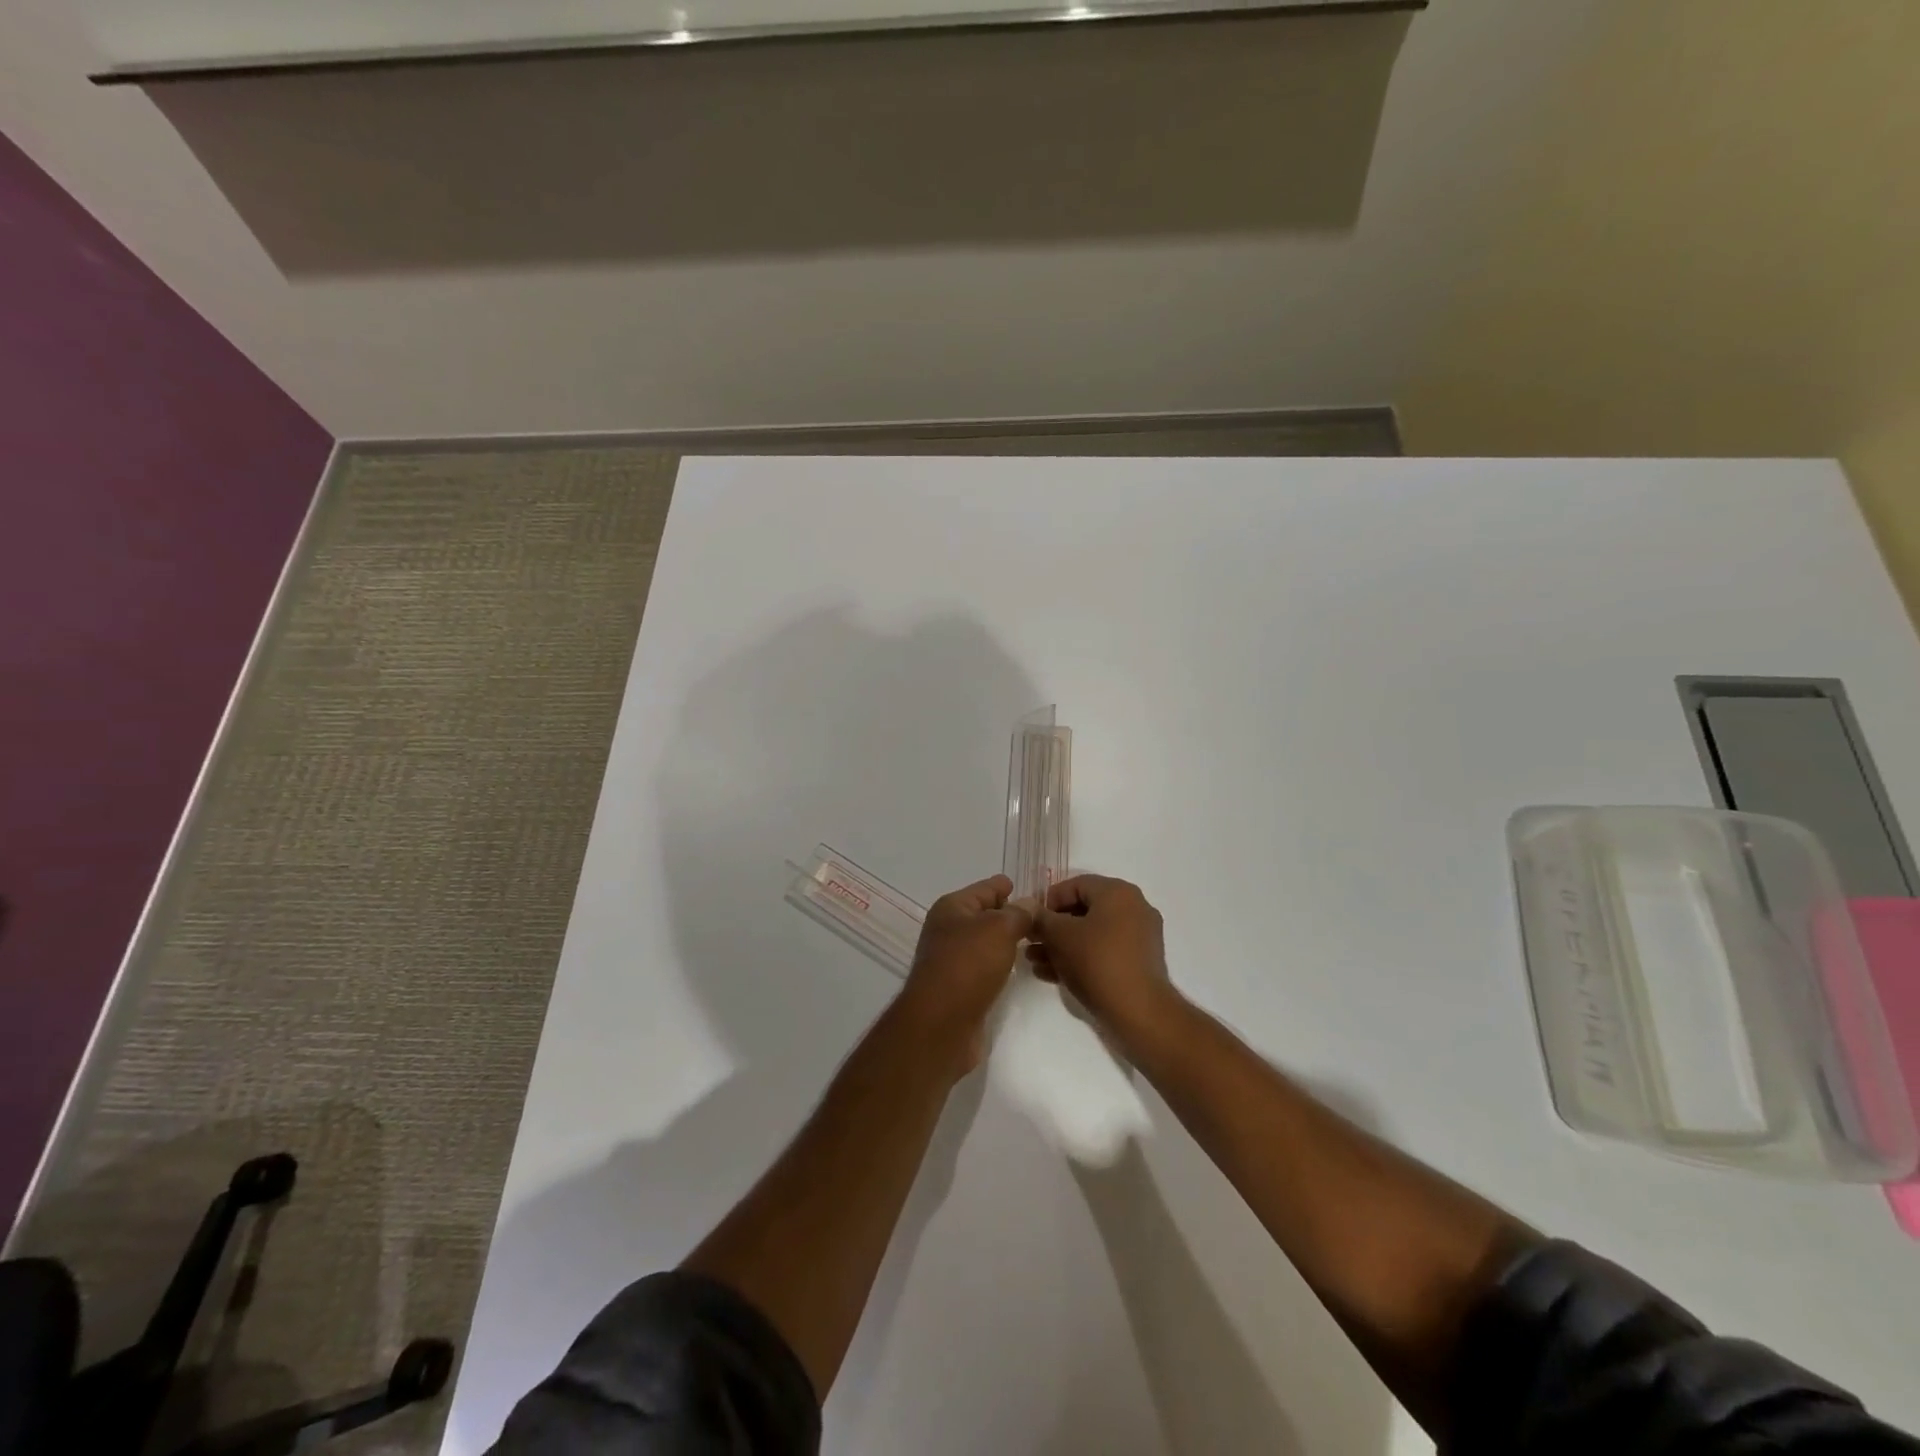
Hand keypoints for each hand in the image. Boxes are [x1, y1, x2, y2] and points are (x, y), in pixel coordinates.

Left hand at [901, 874, 1034, 1072]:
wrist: (942, 1023)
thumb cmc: (969, 964)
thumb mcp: (1000, 929)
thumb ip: (1019, 913)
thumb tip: (1029, 904)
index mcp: (952, 908)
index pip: (984, 888)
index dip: (1004, 886)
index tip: (1026, 887)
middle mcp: (948, 930)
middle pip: (983, 915)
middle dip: (1008, 914)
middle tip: (1040, 916)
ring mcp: (951, 959)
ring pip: (985, 942)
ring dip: (1005, 941)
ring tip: (1034, 940)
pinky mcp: (959, 987)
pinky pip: (985, 966)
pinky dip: (1000, 963)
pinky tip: (1016, 967)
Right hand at [1029, 874, 1176, 1040]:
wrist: (1138, 1011)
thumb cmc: (1096, 961)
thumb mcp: (1059, 936)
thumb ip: (1040, 918)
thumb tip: (1030, 910)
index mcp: (1118, 892)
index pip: (1075, 885)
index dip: (1047, 901)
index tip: (1029, 920)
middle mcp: (1133, 908)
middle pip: (1083, 911)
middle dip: (1052, 928)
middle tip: (1030, 942)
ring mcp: (1139, 937)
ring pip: (1091, 934)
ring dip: (1061, 946)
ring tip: (1035, 962)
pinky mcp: (1139, 963)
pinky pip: (1104, 952)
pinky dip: (1080, 958)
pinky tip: (1052, 975)